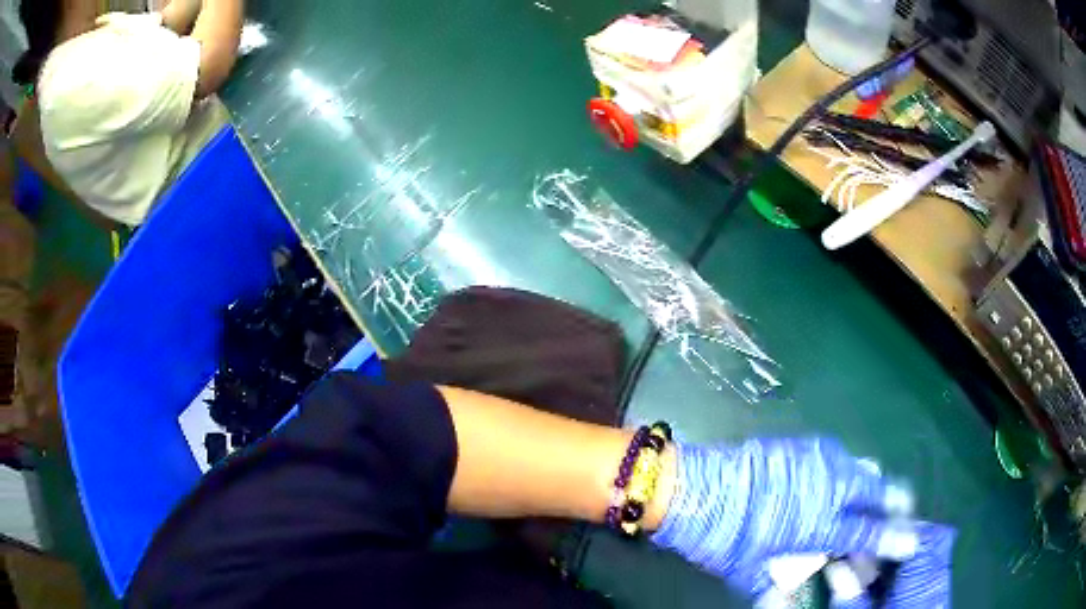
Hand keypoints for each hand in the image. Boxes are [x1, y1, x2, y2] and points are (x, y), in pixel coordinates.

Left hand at [651, 438, 952, 605]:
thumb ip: (778, 587)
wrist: (690, 488)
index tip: (913, 541)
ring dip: (869, 487)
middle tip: (900, 511)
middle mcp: (828, 486)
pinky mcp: (801, 446)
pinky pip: (838, 458)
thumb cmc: (721, 536)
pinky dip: (847, 472)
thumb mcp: (750, 571)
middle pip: (874, 491)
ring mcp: (816, 460)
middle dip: (892, 503)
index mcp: (819, 523)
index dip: (892, 539)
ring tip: (870, 500)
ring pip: (860, 470)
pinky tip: (840, 482)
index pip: (866, 532)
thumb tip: (785, 605)